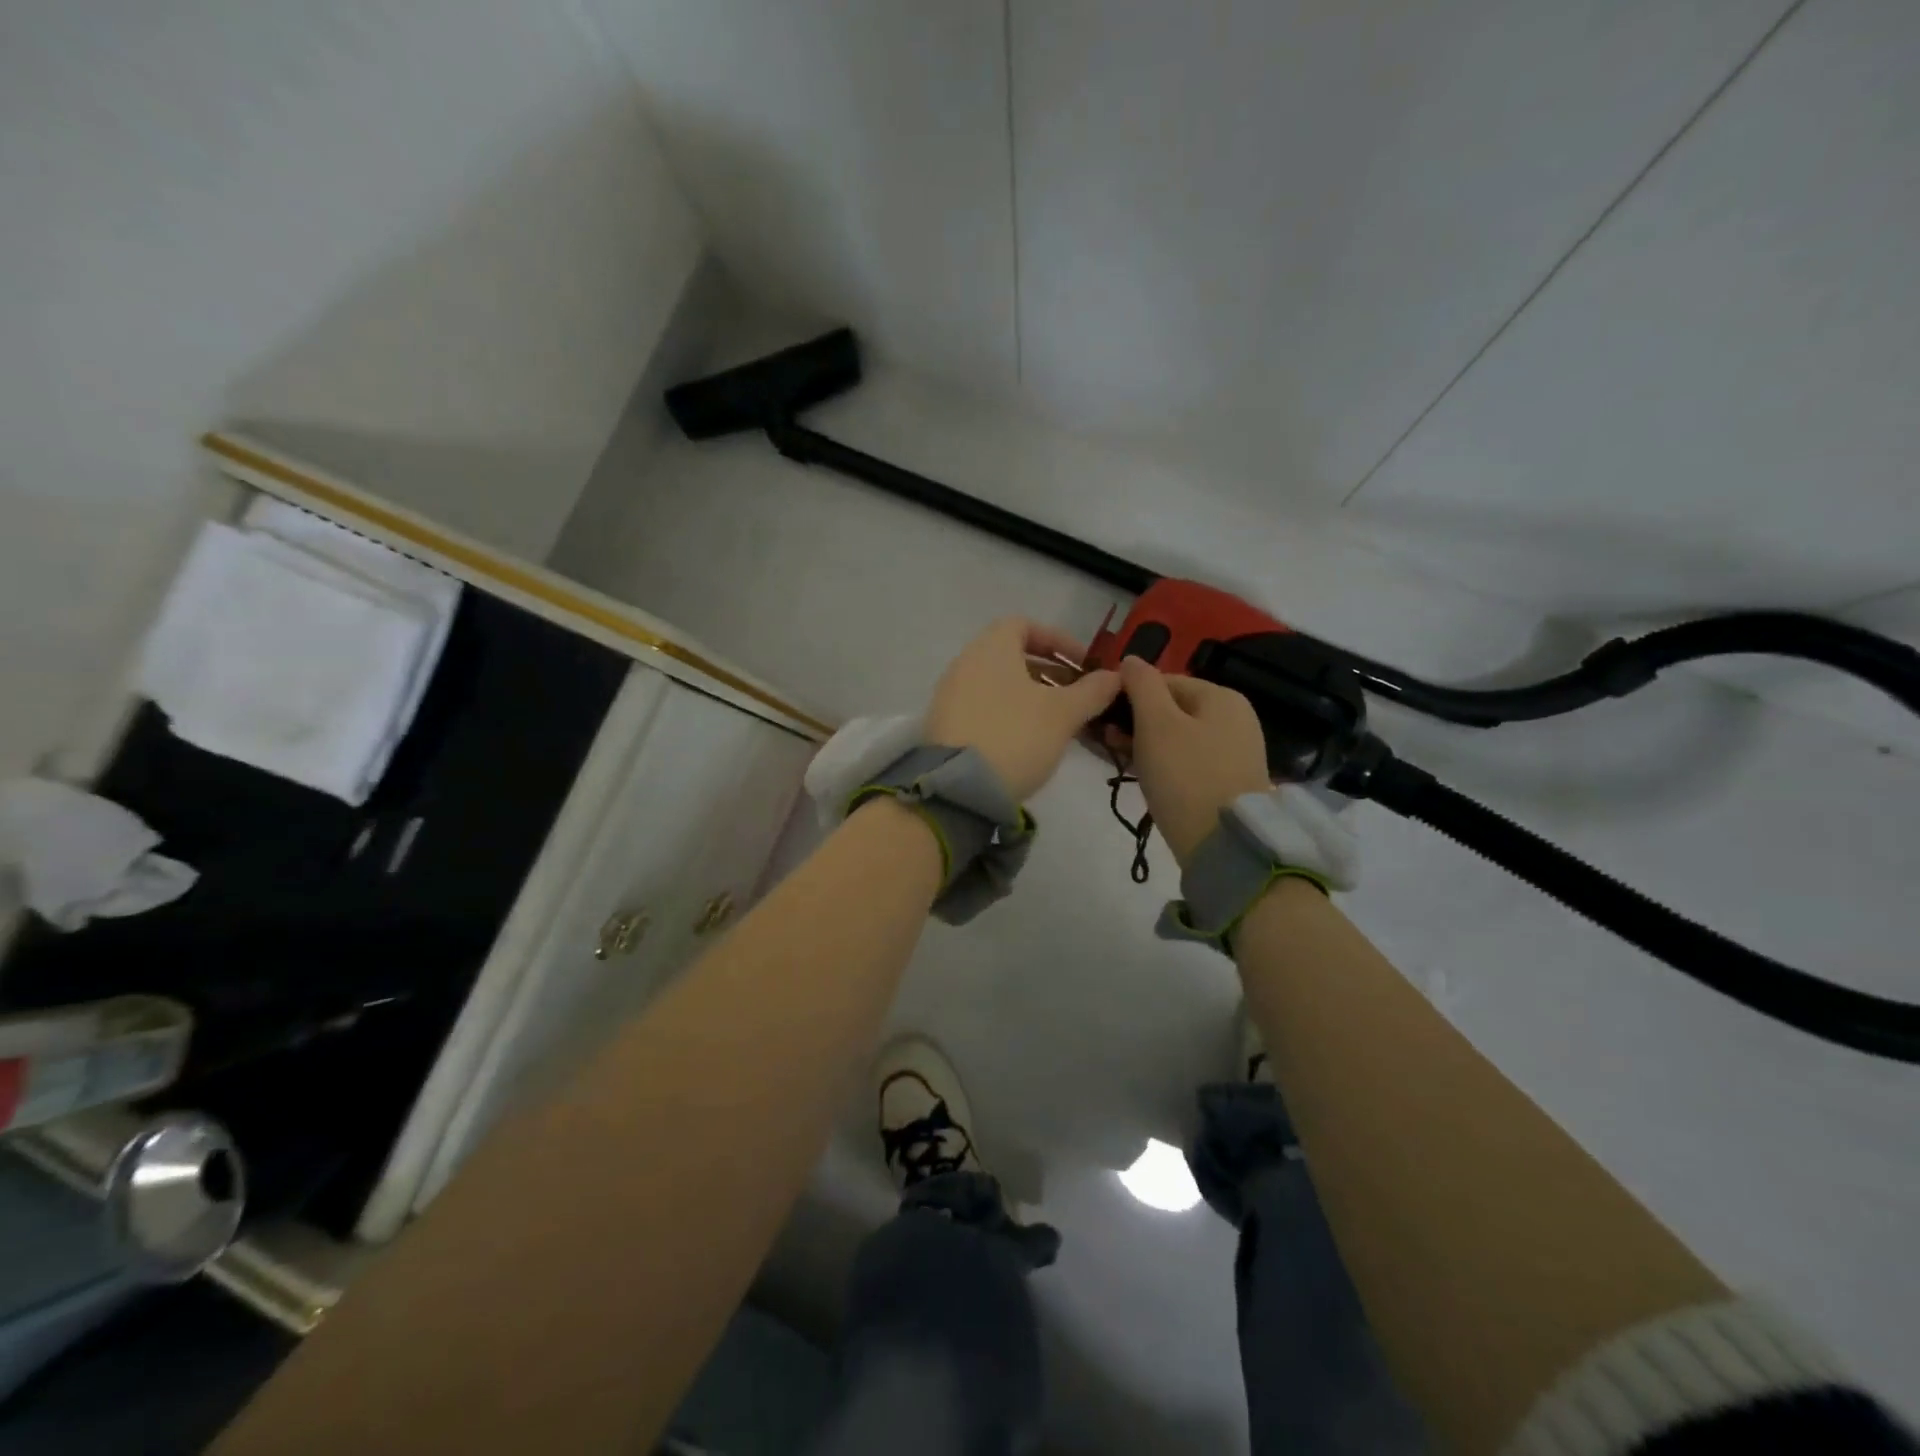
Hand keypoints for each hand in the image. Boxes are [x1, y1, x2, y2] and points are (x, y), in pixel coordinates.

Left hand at [925, 619, 1120, 801]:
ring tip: (1062, 723)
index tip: (1084, 664)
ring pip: (1000, 685)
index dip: (1058, 640)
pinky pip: (985, 707)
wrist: (959, 788)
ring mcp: (951, 695)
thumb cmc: (1016, 736)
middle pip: (1013, 656)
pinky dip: (1011, 714)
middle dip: (1051, 673)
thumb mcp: (1063, 714)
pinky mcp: (945, 725)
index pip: (1024, 625)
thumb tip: (1115, 676)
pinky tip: (1031, 741)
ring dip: (1033, 696)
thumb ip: (1092, 691)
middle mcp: (966, 663)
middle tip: (1080, 697)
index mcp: (991, 647)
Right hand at [1120, 657, 1270, 866]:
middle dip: (1136, 722)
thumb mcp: (1156, 723)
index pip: (1164, 681)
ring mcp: (1235, 750)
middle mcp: (1235, 717)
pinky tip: (1144, 776)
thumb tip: (1131, 659)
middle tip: (1107, 743)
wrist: (1223, 844)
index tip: (1102, 717)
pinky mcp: (1229, 780)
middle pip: (1172, 708)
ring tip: (1119, 760)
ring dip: (1146, 744)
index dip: (1129, 695)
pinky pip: (1188, 759)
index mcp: (1221, 696)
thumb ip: (1142, 685)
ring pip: (1178, 736)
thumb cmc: (1185, 775)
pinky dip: (1164, 763)